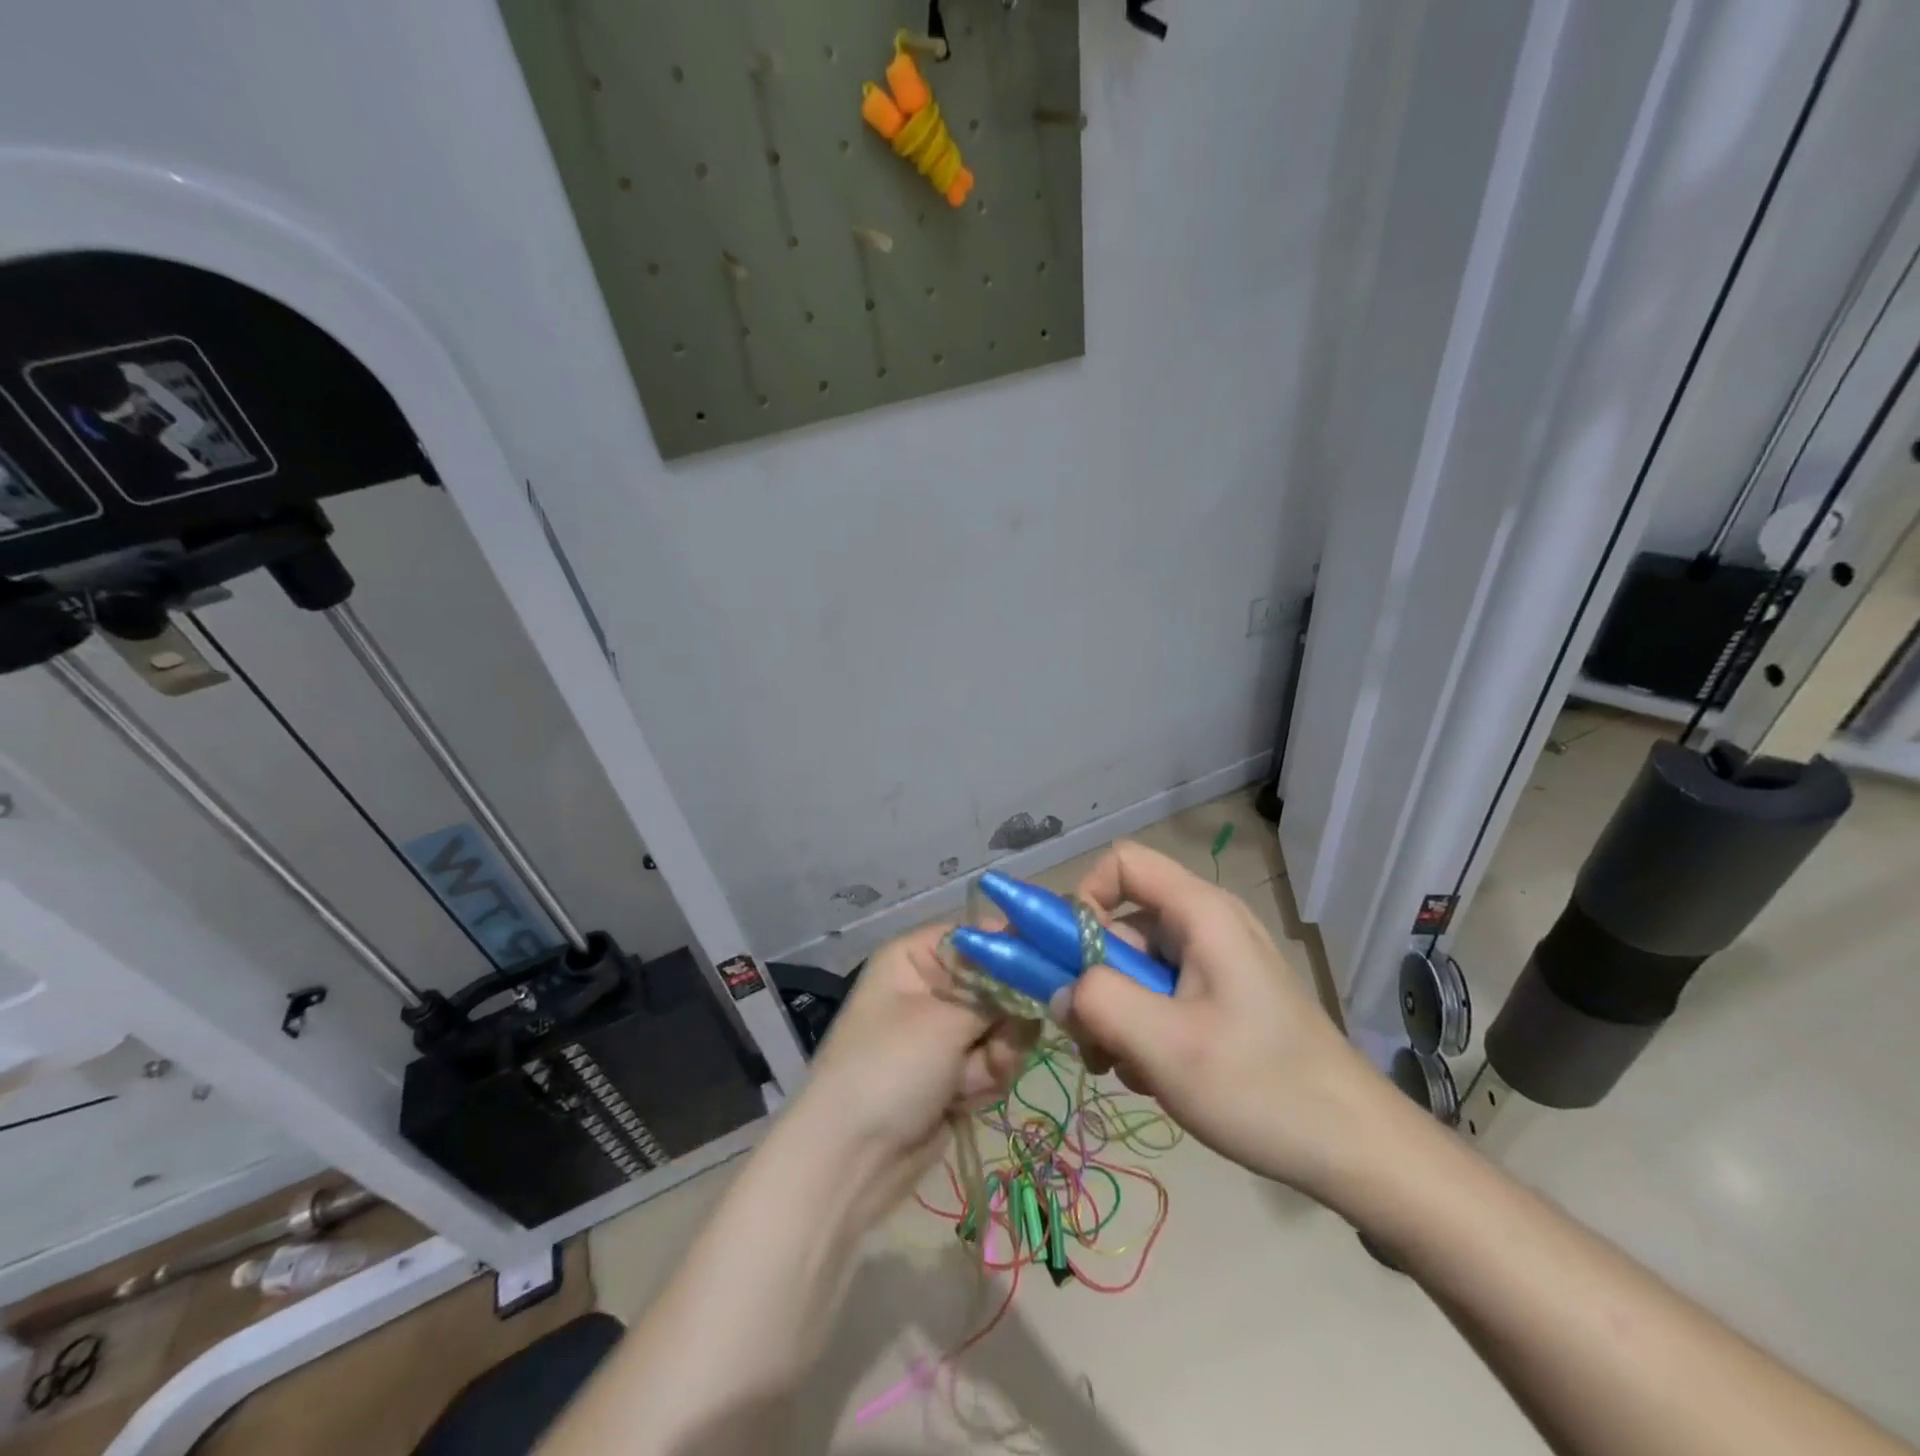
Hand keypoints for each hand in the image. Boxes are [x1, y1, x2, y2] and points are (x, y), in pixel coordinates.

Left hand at [788, 924, 1035, 1223]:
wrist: (852, 1160)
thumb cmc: (890, 1069)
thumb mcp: (945, 1021)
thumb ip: (997, 994)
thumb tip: (1037, 968)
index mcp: (916, 957)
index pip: (979, 935)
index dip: (1014, 949)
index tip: (1049, 968)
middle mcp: (932, 986)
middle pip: (999, 983)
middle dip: (1005, 1018)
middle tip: (996, 1044)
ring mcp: (944, 1031)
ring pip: (1004, 1026)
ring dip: (995, 1056)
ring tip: (969, 1080)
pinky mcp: (956, 1070)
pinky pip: (995, 1060)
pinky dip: (986, 1080)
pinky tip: (963, 1099)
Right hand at [1054, 842, 1387, 1198]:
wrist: (1358, 1151)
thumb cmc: (1263, 1088)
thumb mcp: (1166, 1047)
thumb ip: (1099, 1003)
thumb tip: (1059, 989)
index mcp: (1200, 913)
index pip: (1121, 863)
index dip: (1084, 898)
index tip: (1072, 961)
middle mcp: (1206, 925)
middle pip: (1122, 923)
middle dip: (1096, 979)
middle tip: (1093, 1041)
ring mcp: (1216, 963)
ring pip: (1136, 966)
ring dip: (1116, 1014)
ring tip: (1129, 1070)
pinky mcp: (1222, 998)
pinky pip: (1160, 994)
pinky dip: (1143, 1029)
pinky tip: (1155, 1076)